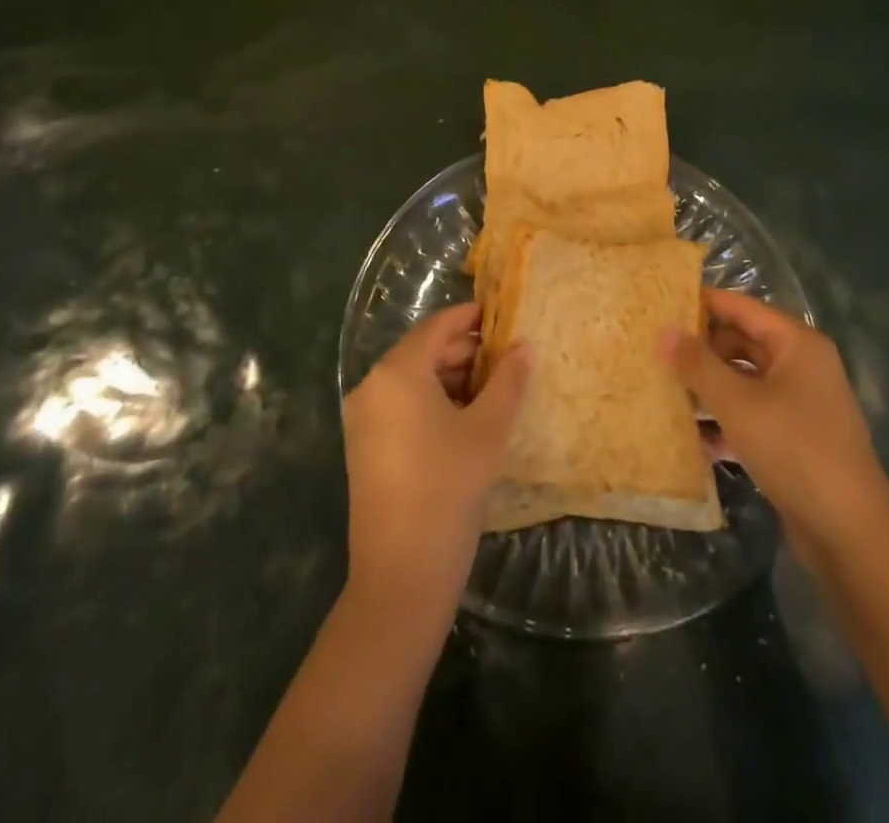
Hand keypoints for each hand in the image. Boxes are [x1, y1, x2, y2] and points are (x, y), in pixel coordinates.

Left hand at [343, 302, 529, 612]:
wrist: (400, 576)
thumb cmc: (448, 489)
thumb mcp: (488, 430)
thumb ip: (508, 381)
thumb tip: (524, 345)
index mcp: (396, 372)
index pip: (438, 327)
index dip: (471, 317)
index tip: (503, 314)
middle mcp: (372, 386)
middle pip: (424, 352)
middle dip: (467, 352)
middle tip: (509, 358)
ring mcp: (364, 419)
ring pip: (414, 381)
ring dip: (453, 379)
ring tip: (495, 391)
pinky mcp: (366, 447)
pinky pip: (403, 406)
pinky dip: (434, 403)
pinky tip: (467, 420)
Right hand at [663, 289, 888, 543]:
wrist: (849, 533)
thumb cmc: (793, 449)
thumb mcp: (737, 403)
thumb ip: (698, 364)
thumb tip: (664, 331)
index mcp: (797, 344)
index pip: (742, 307)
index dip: (702, 302)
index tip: (661, 303)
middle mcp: (803, 366)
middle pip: (743, 341)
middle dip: (702, 348)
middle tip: (657, 351)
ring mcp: (802, 403)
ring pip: (745, 380)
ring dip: (710, 386)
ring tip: (666, 389)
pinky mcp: (796, 438)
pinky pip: (753, 413)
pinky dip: (726, 419)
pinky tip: (694, 436)